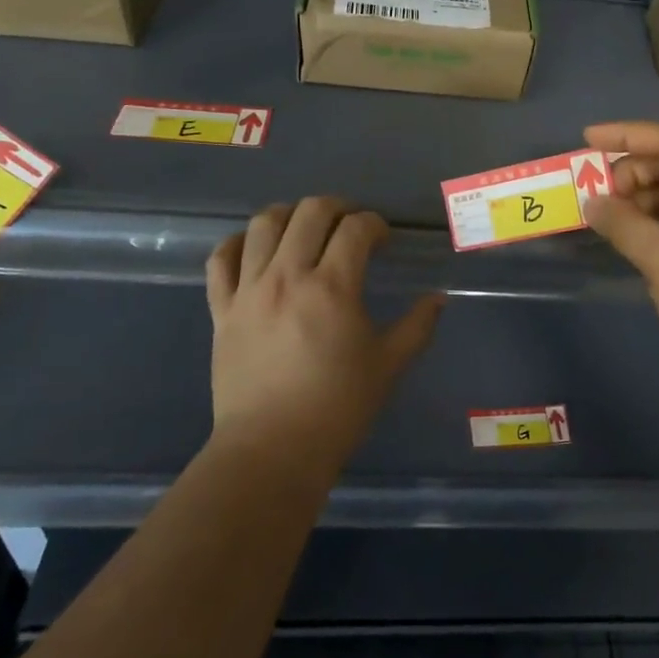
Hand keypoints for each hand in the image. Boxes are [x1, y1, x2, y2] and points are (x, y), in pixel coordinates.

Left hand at [206, 198, 442, 475]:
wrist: (271, 450)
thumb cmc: (337, 408)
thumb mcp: (388, 366)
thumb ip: (418, 326)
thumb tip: (438, 298)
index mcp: (333, 288)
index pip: (356, 229)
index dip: (374, 224)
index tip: (382, 239)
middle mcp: (288, 276)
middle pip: (310, 212)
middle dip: (337, 207)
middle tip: (350, 224)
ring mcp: (249, 291)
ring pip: (262, 225)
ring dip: (288, 214)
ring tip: (303, 226)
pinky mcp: (221, 310)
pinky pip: (220, 260)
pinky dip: (235, 243)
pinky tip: (252, 247)